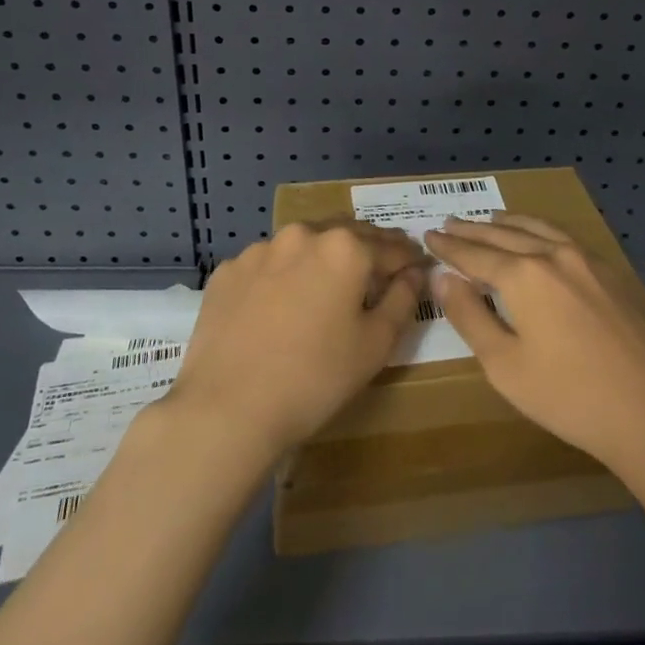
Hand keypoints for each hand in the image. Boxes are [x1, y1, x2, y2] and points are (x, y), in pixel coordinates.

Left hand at [167, 220, 427, 459]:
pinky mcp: (228, 271)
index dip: (409, 259)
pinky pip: (267, 266)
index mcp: (345, 248)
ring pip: (304, 246)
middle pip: (347, 235)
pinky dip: (282, 276)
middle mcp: (303, 235)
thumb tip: (414, 273)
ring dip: (321, 259)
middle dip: (368, 250)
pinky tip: (279, 306)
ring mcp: (260, 250)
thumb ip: (403, 300)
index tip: (417, 267)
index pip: (391, 247)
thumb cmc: (315, 377)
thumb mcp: (375, 345)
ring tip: (327, 287)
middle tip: (379, 272)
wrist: (226, 409)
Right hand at [424, 213, 644, 480]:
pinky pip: (568, 238)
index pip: (475, 254)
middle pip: (505, 235)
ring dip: (510, 223)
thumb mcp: (505, 366)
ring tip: (491, 218)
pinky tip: (542, 238)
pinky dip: (542, 231)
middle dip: (473, 230)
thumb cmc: (570, 397)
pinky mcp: (615, 273)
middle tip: (450, 222)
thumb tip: (444, 278)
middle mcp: (555, 255)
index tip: (429, 235)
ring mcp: (590, 260)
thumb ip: (470, 317)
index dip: (449, 247)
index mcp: (524, 275)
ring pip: (540, 229)